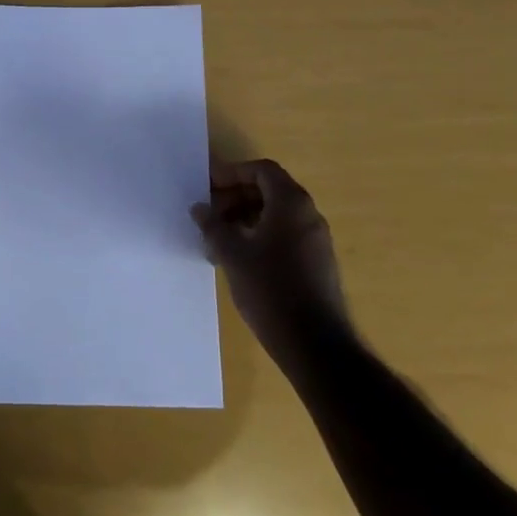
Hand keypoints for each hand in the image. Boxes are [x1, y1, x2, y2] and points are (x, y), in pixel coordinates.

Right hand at [192, 159, 350, 345]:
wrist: (314, 344)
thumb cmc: (270, 289)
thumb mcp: (231, 253)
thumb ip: (212, 226)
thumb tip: (199, 208)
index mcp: (291, 204)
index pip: (262, 170)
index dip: (232, 173)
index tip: (208, 187)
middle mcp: (309, 215)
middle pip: (269, 190)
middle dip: (236, 197)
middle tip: (209, 214)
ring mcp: (316, 241)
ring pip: (276, 215)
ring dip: (245, 219)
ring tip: (218, 240)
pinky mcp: (317, 263)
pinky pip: (285, 235)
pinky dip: (260, 236)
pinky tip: (238, 259)